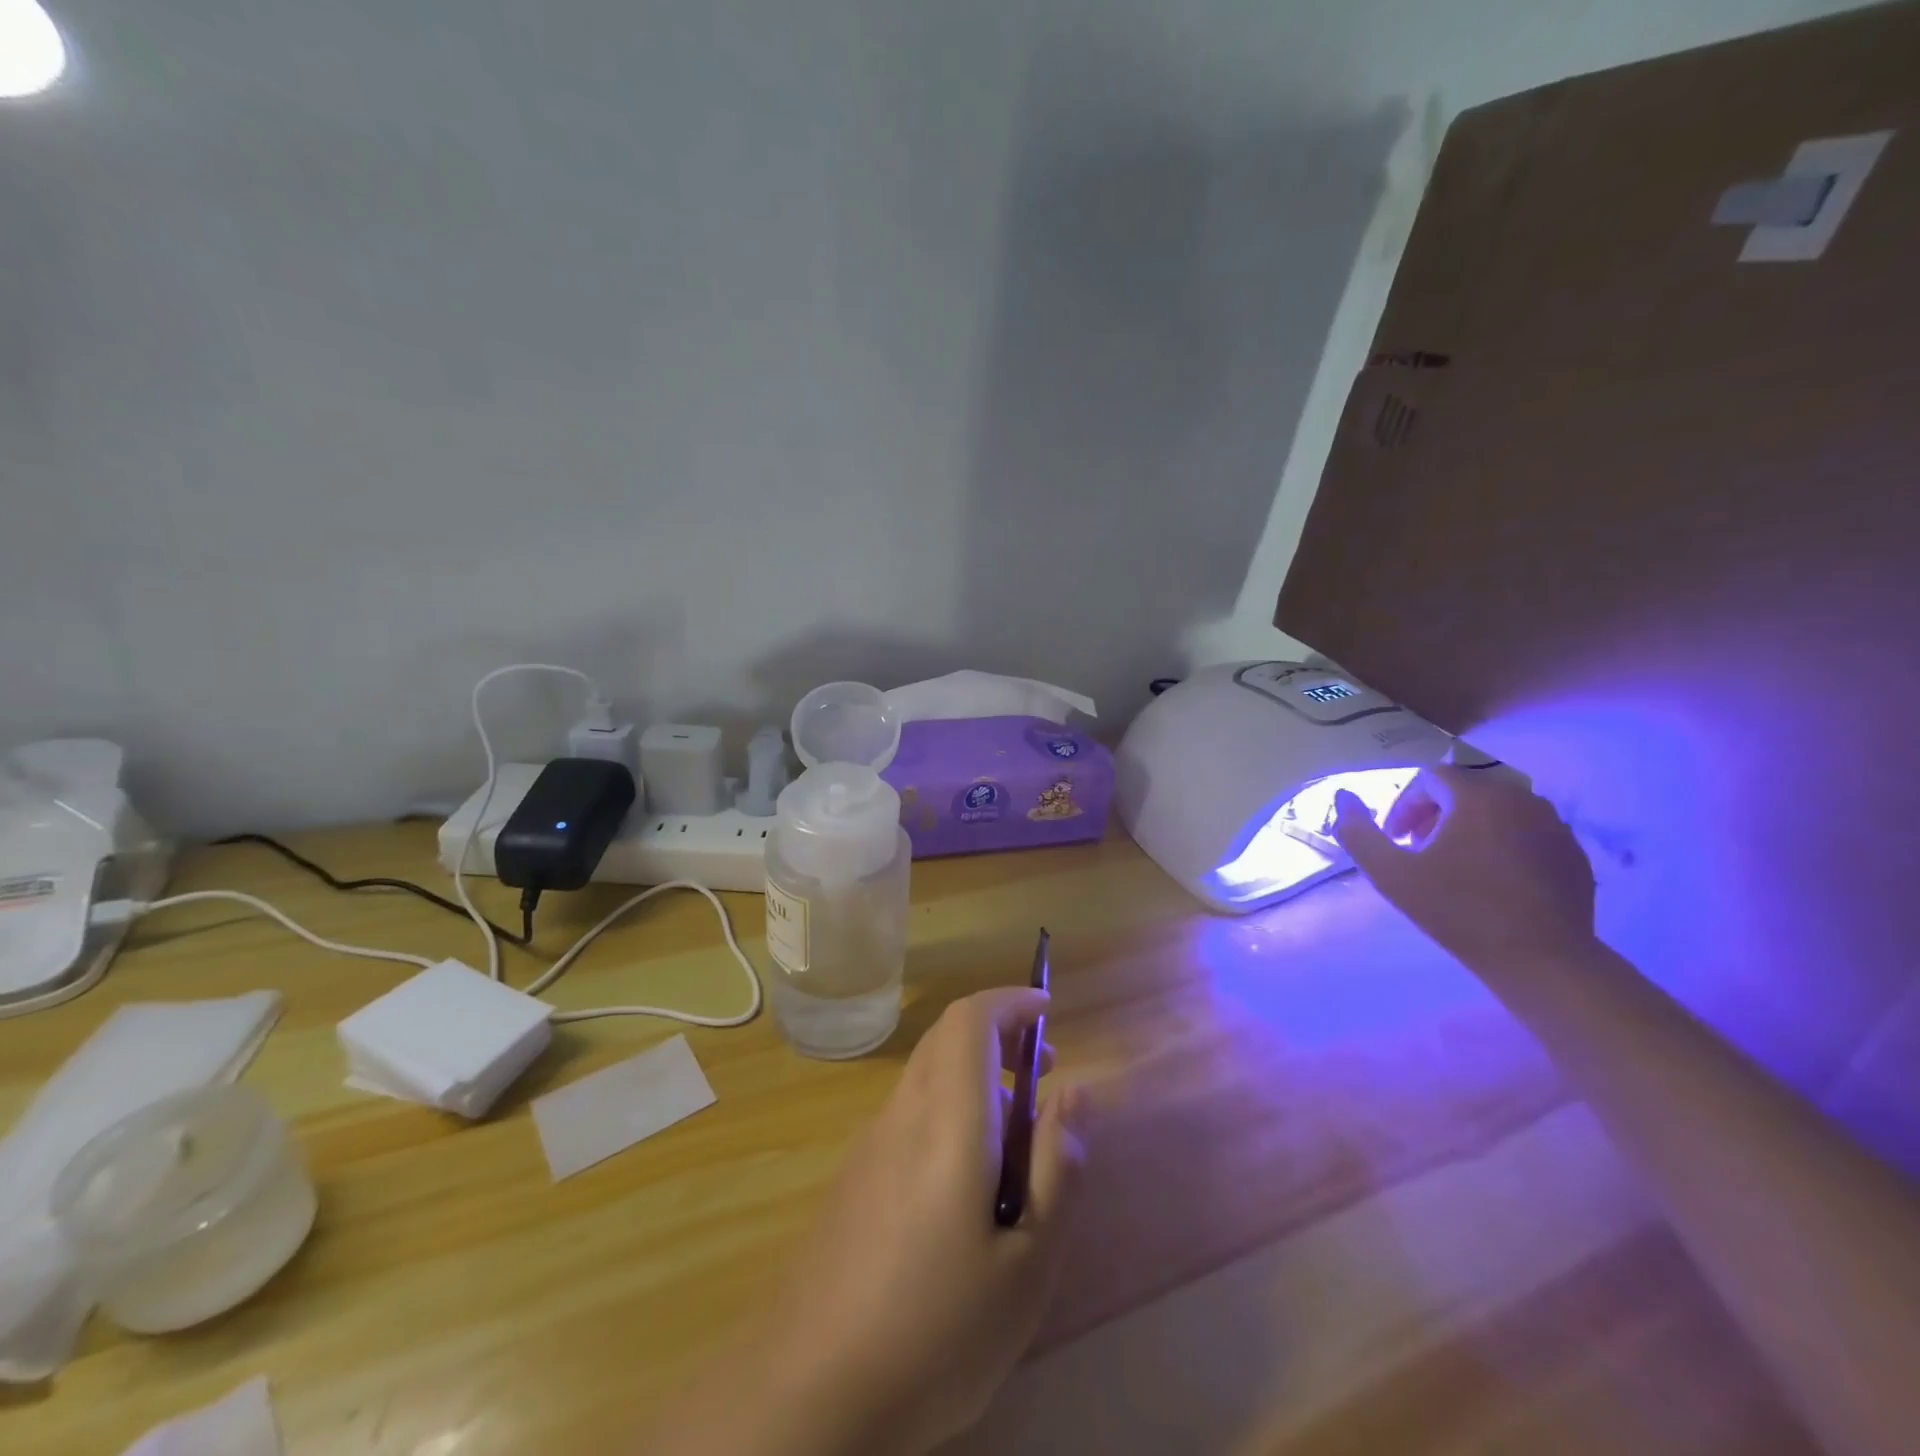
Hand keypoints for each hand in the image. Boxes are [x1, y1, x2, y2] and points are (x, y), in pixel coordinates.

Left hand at [753, 988, 1089, 1455]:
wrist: (809, 1392)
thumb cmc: (936, 1329)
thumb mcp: (1027, 1263)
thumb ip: (1059, 1169)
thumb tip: (1078, 1091)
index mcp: (948, 1121)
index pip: (970, 1020)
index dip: (1009, 1000)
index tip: (1048, 1010)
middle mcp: (904, 1113)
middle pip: (947, 1037)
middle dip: (999, 1033)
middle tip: (1043, 1069)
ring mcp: (871, 1143)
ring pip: (928, 1074)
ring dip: (975, 1073)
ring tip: (1016, 1132)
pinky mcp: (854, 1176)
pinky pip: (910, 1112)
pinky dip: (949, 1106)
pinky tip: (966, 1179)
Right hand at [1332, 765, 1596, 973]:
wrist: (1543, 961)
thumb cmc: (1459, 911)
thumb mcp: (1390, 874)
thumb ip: (1359, 832)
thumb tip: (1343, 796)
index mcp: (1478, 796)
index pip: (1430, 778)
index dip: (1404, 806)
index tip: (1396, 841)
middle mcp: (1521, 798)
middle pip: (1465, 790)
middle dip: (1434, 815)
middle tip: (1419, 852)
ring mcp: (1555, 825)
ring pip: (1498, 810)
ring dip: (1468, 827)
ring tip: (1454, 866)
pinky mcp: (1573, 853)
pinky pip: (1527, 833)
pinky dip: (1503, 844)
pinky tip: (1493, 881)